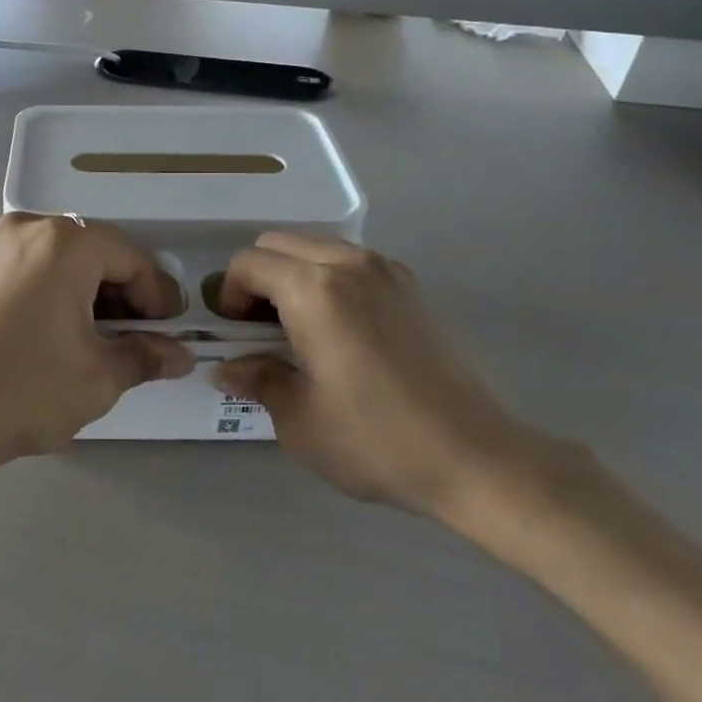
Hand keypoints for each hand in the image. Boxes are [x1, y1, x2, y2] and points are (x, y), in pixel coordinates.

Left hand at [0, 214, 192, 471]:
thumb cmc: (21, 388)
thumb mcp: (96, 379)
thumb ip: (145, 357)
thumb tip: (181, 354)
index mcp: (68, 243)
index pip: (134, 261)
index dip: (158, 299)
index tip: (167, 336)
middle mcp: (32, 226)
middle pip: (98, 253)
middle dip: (123, 296)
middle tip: (133, 341)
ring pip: (64, 258)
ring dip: (89, 293)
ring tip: (94, 340)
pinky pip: (31, 265)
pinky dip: (54, 289)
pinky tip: (54, 330)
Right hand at [213, 234, 548, 519]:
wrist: (475, 457)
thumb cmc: (376, 440)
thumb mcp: (299, 419)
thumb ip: (257, 379)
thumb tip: (227, 369)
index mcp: (312, 289)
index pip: (247, 264)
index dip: (228, 294)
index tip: (234, 333)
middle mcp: (347, 264)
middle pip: (278, 244)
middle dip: (257, 278)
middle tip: (259, 328)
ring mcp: (385, 270)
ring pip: (316, 247)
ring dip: (293, 275)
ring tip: (298, 328)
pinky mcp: (410, 287)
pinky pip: (351, 262)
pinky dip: (328, 279)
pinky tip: (338, 329)